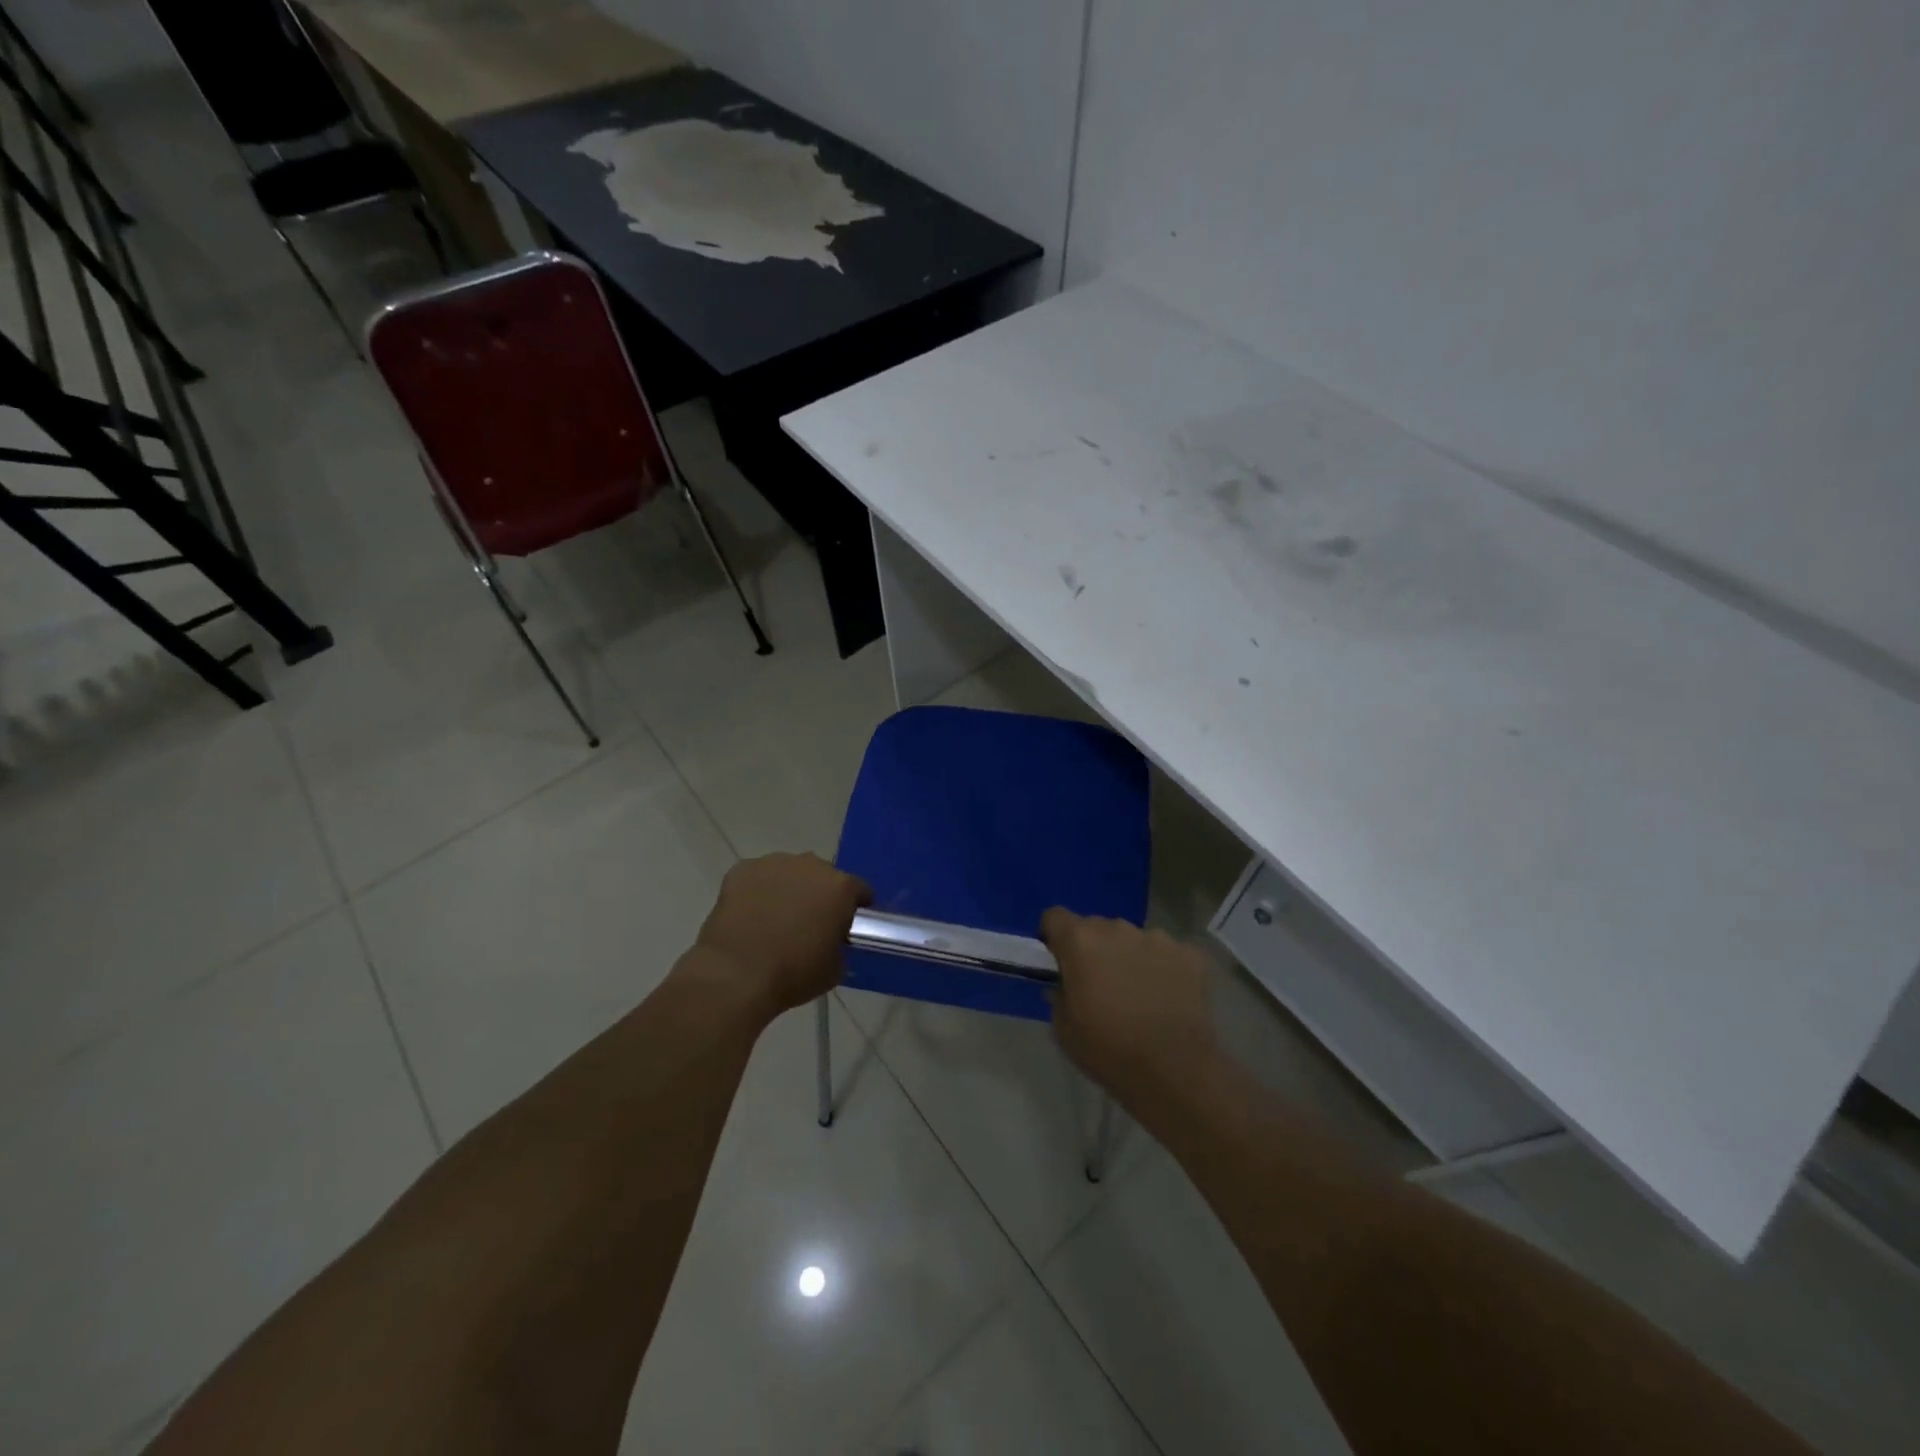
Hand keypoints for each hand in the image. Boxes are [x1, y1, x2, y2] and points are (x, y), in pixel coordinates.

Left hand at [693, 853, 870, 1017]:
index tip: (848, 925)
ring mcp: (773, 863)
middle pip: (822, 876)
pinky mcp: (741, 870)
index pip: (859, 890)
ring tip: (775, 919)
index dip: (856, 907)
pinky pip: (757, 877)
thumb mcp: (835, 968)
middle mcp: (810, 865)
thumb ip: (840, 944)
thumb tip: (832, 940)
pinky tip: (750, 915)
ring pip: (789, 873)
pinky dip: (757, 891)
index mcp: (840, 886)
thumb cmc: (794, 973)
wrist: (736, 975)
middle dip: (819, 895)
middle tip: (809, 923)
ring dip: (788, 889)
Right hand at [1042, 909, 1219, 1105]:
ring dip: (1128, 956)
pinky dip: (1163, 969)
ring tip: (1138, 993)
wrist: (1174, 1071)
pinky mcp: (1190, 954)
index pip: (1054, 916)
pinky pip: (1167, 953)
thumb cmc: (1108, 1049)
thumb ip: (1058, 994)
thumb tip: (1066, 983)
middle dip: (1093, 949)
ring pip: (1133, 939)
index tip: (1059, 962)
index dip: (1053, 937)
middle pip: (1096, 927)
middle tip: (1099, 984)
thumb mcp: (1063, 1028)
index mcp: (1080, 940)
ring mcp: (1157, 938)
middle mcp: (1118, 928)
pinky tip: (1167, 998)